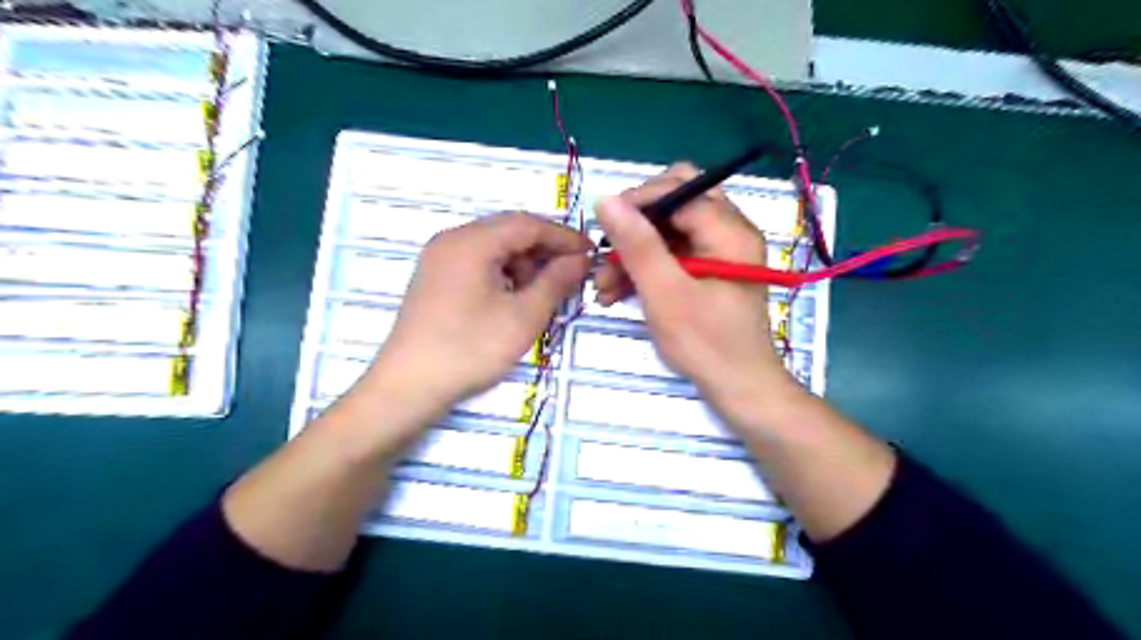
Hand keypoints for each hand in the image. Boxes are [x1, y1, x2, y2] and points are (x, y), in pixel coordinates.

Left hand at [365, 214, 593, 418]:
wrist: (409, 386)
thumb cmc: (470, 349)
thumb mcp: (523, 316)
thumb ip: (556, 281)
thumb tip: (580, 259)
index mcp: (471, 242)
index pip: (527, 224)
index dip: (563, 237)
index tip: (591, 253)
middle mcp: (452, 240)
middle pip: (509, 231)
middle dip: (544, 250)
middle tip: (572, 273)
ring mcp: (439, 258)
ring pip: (493, 247)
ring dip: (524, 262)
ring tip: (542, 292)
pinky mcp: (435, 278)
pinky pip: (477, 262)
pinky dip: (503, 273)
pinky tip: (514, 298)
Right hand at [599, 166, 794, 408]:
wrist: (739, 388)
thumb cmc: (706, 343)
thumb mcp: (665, 293)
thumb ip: (637, 245)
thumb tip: (606, 199)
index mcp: (728, 229)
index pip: (678, 189)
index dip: (637, 202)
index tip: (603, 228)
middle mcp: (729, 231)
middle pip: (675, 203)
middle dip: (636, 225)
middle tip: (609, 251)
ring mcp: (719, 251)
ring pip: (669, 231)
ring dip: (634, 251)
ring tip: (604, 285)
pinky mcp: (709, 270)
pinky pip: (673, 254)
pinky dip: (646, 268)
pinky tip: (619, 292)